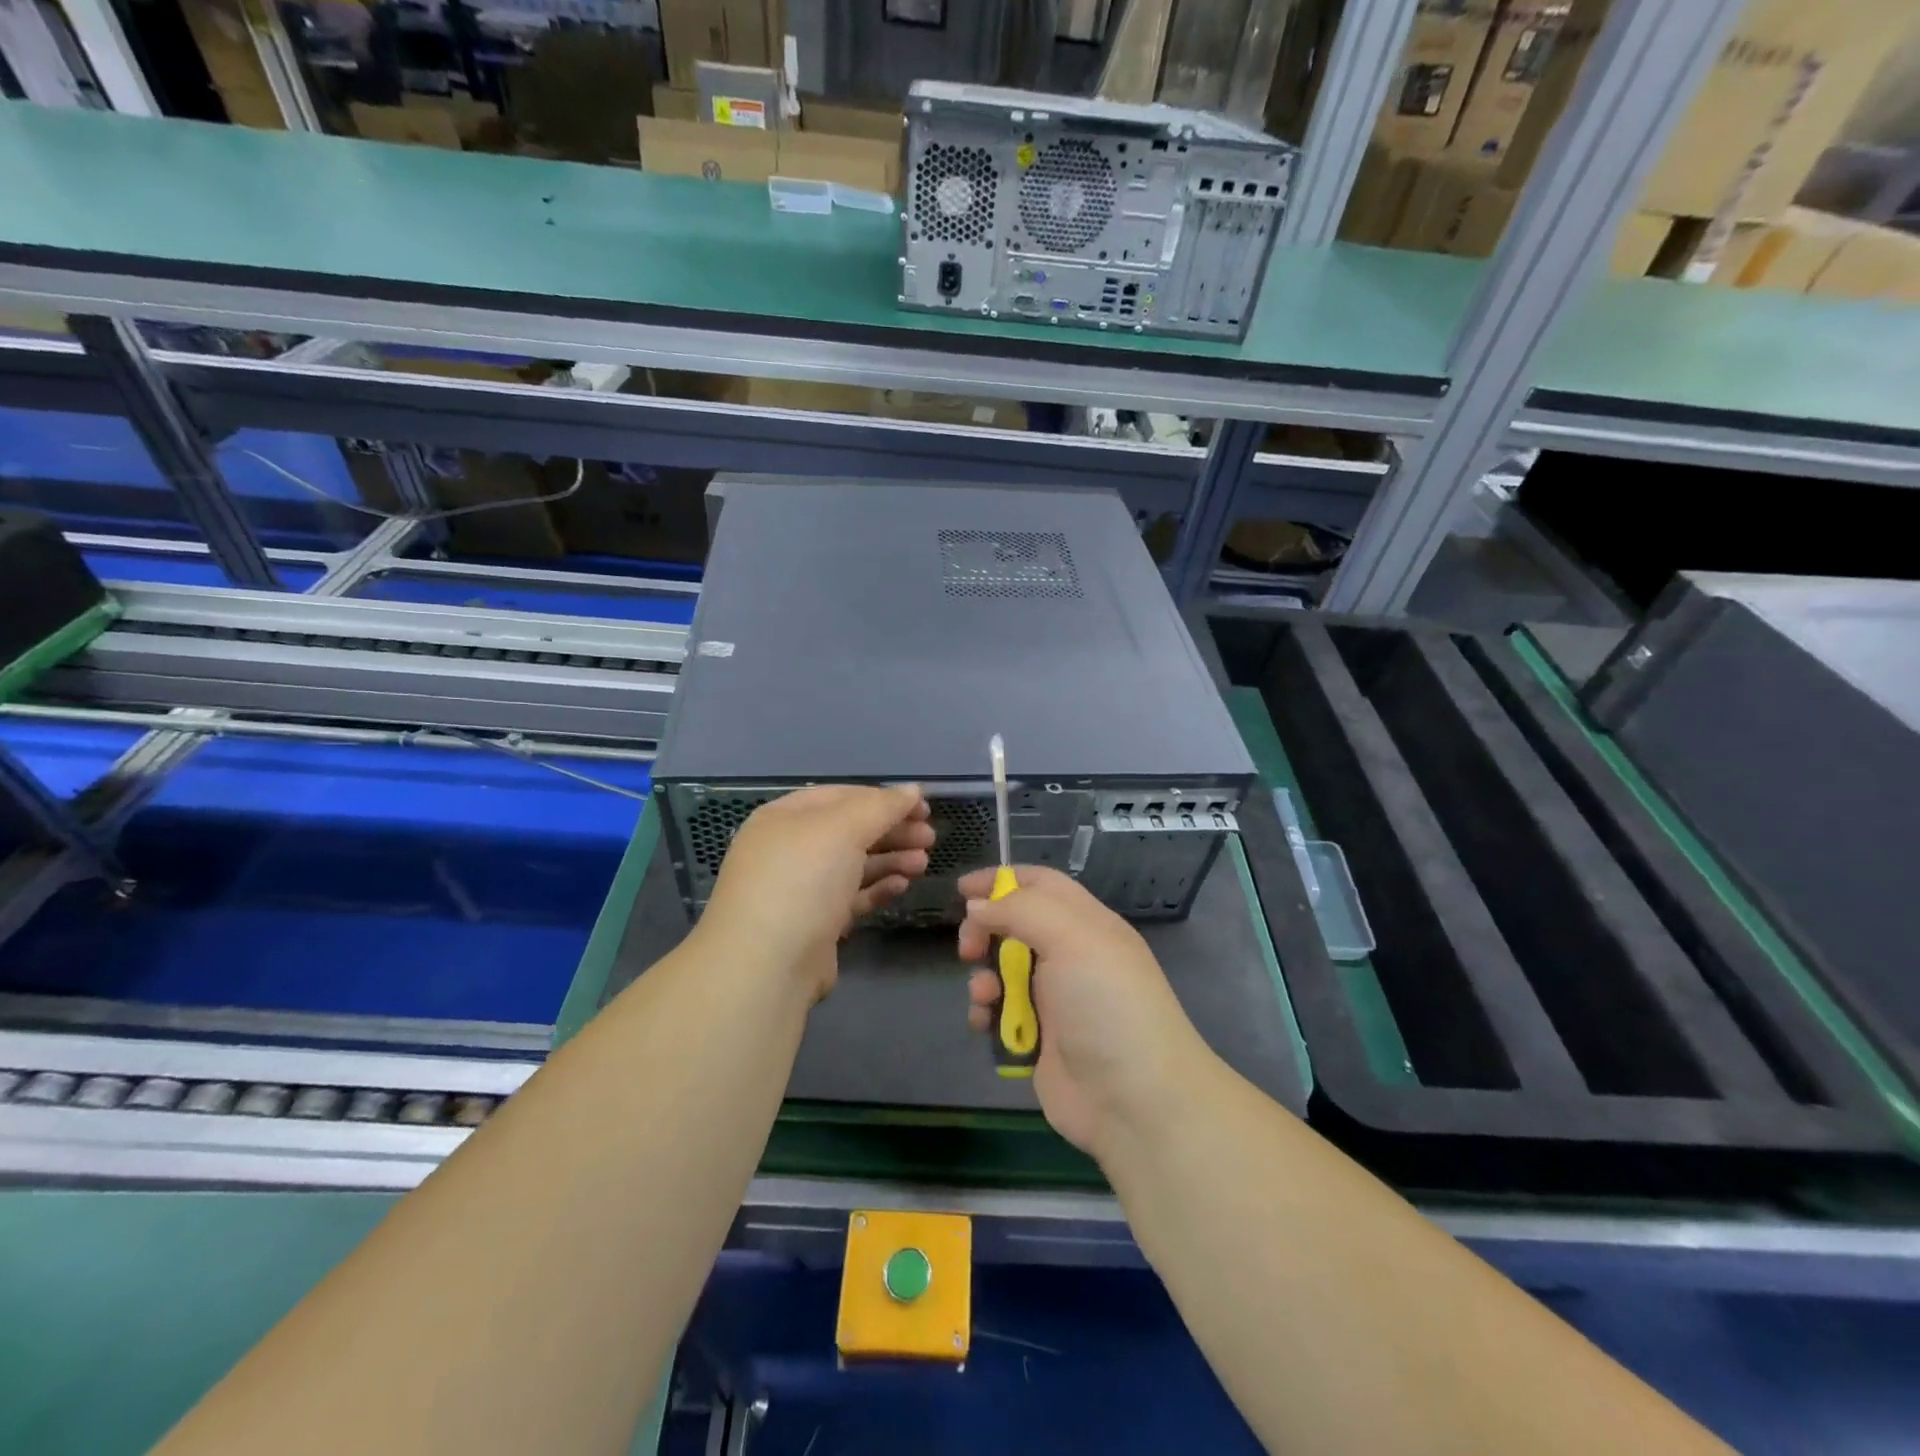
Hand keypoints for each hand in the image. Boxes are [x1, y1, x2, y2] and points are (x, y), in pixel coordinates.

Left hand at [699, 784, 931, 999]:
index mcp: (784, 817)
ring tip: (923, 863)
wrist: (767, 966)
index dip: (883, 798)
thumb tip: (913, 790)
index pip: (841, 796)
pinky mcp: (814, 925)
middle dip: (891, 830)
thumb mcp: (842, 830)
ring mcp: (800, 889)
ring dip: (890, 859)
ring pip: (853, 865)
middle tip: (930, 838)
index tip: (923, 807)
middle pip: (849, 830)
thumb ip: (881, 807)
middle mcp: (788, 849)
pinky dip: (878, 888)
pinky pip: (851, 897)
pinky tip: (902, 886)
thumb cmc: (802, 881)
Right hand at [958, 866, 1213, 1159]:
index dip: (1002, 880)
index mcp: (1087, 924)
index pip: (1042, 884)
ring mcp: (1054, 999)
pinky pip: (1000, 1013)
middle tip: (968, 948)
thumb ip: (1020, 910)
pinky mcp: (1038, 1039)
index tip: (962, 889)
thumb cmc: (1106, 1005)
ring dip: (983, 977)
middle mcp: (1071, 956)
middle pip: (1015, 925)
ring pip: (1002, 970)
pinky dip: (986, 1014)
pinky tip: (984, 1023)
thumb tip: (977, 906)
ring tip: (985, 996)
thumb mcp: (1072, 938)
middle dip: (985, 931)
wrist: (1134, 1100)